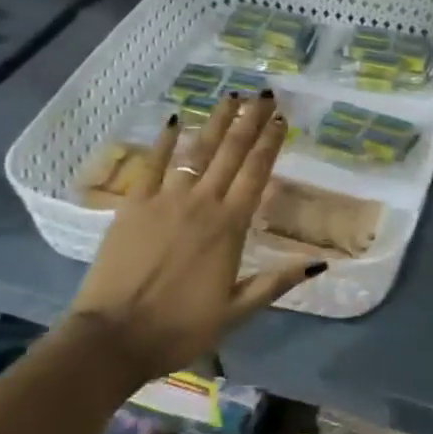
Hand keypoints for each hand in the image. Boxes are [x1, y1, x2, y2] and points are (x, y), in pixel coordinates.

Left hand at [69, 93, 321, 381]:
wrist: (113, 339)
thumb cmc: (179, 328)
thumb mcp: (236, 312)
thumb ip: (276, 283)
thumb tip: (319, 264)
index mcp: (229, 227)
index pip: (256, 173)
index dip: (270, 143)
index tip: (281, 118)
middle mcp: (202, 203)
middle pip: (231, 153)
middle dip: (249, 121)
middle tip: (263, 94)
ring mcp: (165, 200)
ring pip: (197, 151)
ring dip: (215, 122)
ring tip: (231, 96)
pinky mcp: (134, 204)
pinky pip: (152, 164)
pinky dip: (164, 140)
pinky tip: (174, 119)